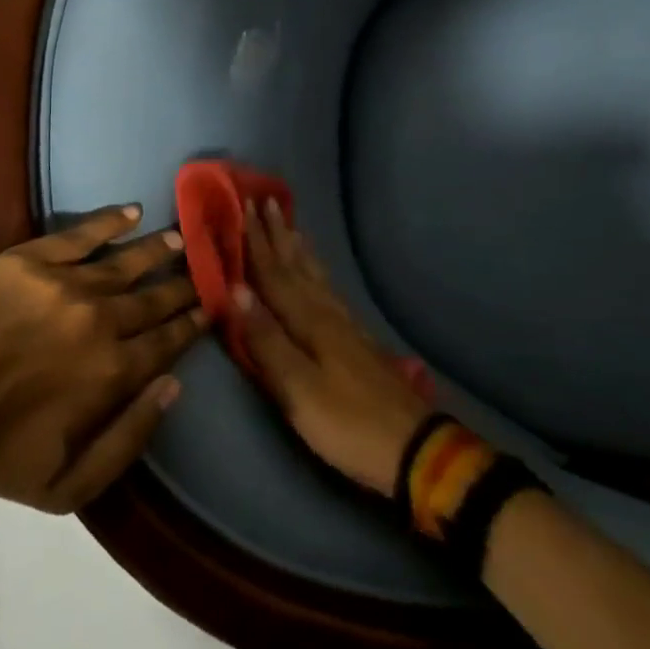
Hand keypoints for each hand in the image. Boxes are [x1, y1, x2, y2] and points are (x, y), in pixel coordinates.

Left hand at [0, 206, 206, 512]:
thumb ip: (130, 438)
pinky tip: (131, 211)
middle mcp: (99, 322)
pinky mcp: (30, 261)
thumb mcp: (70, 486)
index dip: (191, 323)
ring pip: (125, 262)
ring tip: (179, 236)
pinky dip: (110, 222)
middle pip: (153, 298)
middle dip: (182, 284)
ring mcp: (64, 285)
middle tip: (202, 270)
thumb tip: (173, 385)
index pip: (166, 341)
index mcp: (112, 373)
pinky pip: (81, 235)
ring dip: (156, 249)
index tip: (208, 308)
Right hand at [232, 200, 431, 495]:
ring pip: (315, 275)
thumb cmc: (347, 423)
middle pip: (296, 267)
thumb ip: (266, 340)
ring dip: (298, 249)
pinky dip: (318, 272)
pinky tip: (318, 275)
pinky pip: (329, 290)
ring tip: (290, 225)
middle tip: (266, 199)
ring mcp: (345, 326)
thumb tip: (235, 290)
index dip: (255, 242)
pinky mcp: (357, 341)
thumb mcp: (298, 390)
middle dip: (277, 235)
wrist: (414, 449)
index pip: (274, 274)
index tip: (243, 206)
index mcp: (308, 322)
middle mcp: (326, 313)